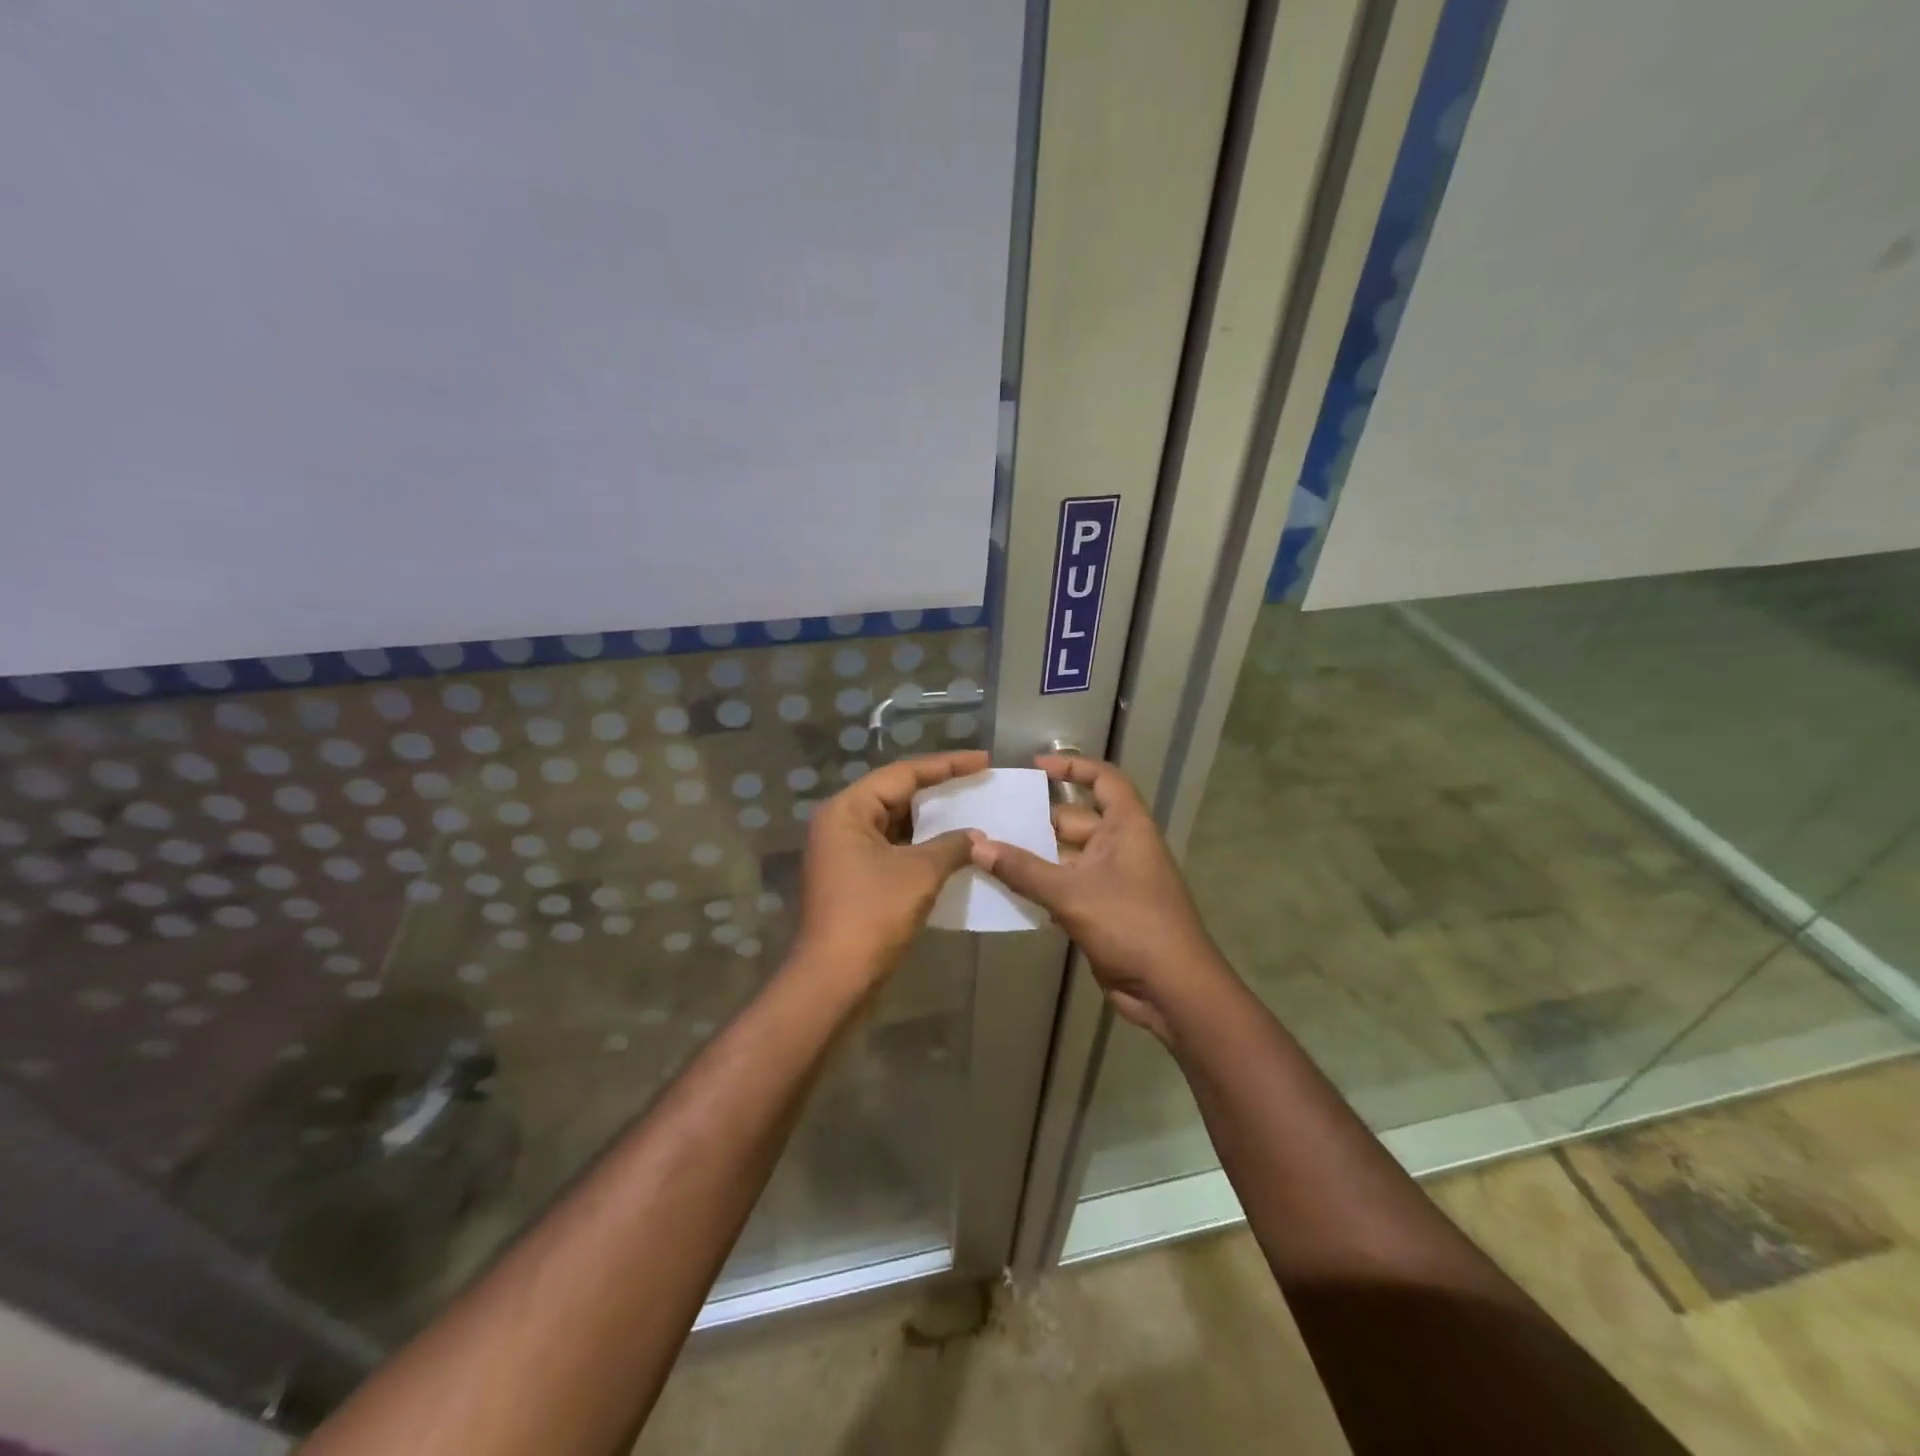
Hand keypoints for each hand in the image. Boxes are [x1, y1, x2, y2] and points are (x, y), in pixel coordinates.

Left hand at [792, 749, 987, 985]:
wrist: (835, 978)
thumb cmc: (873, 914)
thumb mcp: (919, 873)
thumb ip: (952, 846)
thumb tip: (976, 837)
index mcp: (848, 810)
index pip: (903, 774)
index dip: (946, 765)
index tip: (983, 760)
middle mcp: (841, 823)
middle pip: (895, 794)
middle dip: (938, 790)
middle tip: (978, 782)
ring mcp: (845, 852)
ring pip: (895, 823)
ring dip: (931, 821)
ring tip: (971, 811)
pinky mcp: (854, 877)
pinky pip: (892, 848)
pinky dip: (920, 846)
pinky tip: (951, 848)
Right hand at [970, 755, 1224, 1041]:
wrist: (1171, 989)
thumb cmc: (1130, 924)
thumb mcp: (1072, 893)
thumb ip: (1023, 870)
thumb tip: (976, 845)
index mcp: (1127, 827)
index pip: (1103, 780)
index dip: (1072, 767)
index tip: (1035, 767)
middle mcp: (1121, 847)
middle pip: (1074, 821)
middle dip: (1036, 820)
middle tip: (990, 818)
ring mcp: (1112, 880)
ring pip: (1066, 858)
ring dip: (1033, 857)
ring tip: (986, 851)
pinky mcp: (1102, 911)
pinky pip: (1065, 888)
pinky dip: (1040, 887)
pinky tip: (1004, 890)